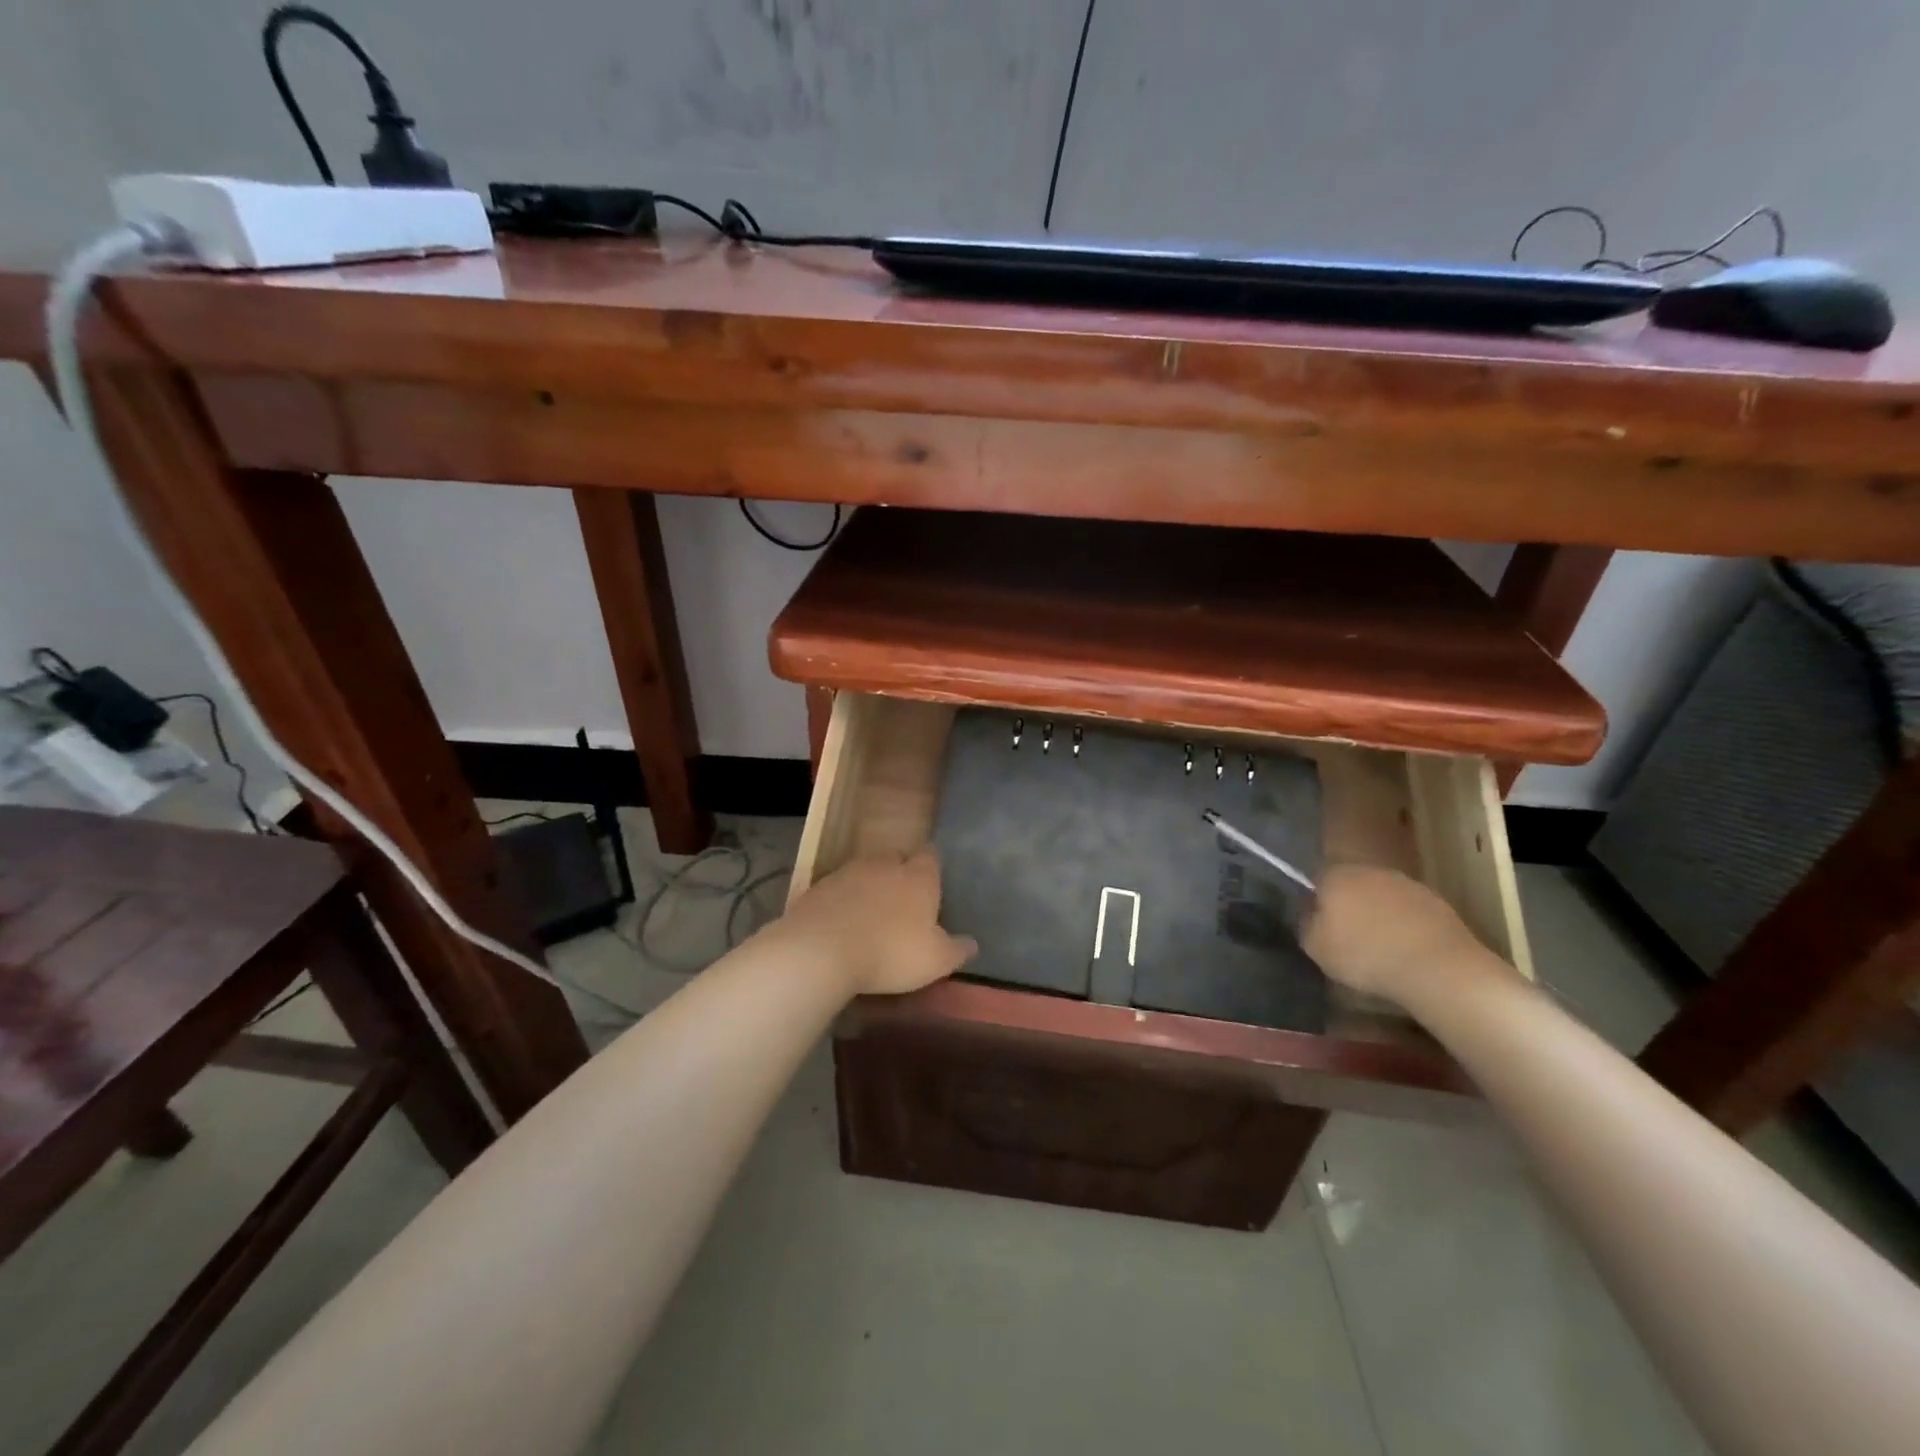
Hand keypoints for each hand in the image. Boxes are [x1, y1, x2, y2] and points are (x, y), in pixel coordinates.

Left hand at [776, 848, 977, 996]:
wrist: (821, 950)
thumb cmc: (891, 952)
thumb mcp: (935, 961)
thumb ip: (956, 950)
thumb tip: (972, 944)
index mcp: (918, 876)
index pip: (930, 857)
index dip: (931, 867)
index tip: (932, 883)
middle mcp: (885, 864)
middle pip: (897, 858)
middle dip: (900, 873)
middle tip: (903, 899)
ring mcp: (849, 872)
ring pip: (865, 871)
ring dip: (870, 885)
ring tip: (871, 912)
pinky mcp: (819, 887)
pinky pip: (838, 888)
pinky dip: (843, 900)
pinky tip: (842, 922)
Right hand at [1303, 863, 1492, 1003]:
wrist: (1438, 968)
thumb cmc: (1366, 955)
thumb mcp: (1316, 948)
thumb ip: (1306, 925)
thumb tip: (1310, 915)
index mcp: (1336, 876)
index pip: (1315, 879)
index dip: (1316, 903)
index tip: (1319, 926)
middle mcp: (1370, 870)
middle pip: (1351, 885)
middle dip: (1348, 906)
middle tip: (1347, 937)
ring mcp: (1406, 884)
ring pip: (1382, 896)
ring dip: (1379, 915)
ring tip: (1380, 946)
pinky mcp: (1436, 902)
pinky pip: (1409, 912)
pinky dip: (1405, 926)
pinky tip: (1407, 950)